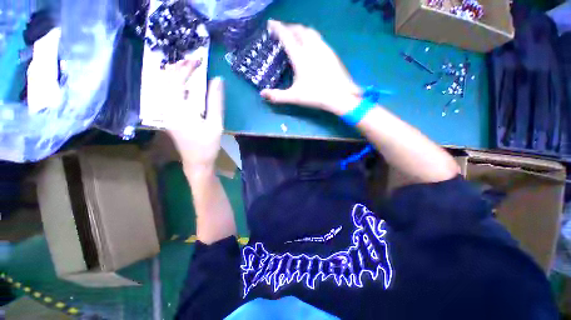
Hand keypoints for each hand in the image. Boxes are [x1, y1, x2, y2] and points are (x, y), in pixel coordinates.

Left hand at [164, 60, 224, 175]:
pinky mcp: (167, 117)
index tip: (199, 60)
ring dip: (173, 75)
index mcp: (181, 111)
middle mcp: (168, 109)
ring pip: (164, 87)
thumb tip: (217, 80)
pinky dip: (172, 85)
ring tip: (184, 67)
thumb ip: (216, 101)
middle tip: (191, 61)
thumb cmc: (208, 145)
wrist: (196, 162)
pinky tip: (180, 83)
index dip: (189, 69)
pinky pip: (166, 95)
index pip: (181, 82)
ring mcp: (165, 113)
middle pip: (168, 82)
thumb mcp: (216, 124)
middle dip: (179, 68)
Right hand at [260, 20, 360, 114]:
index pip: (287, 36)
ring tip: (296, 36)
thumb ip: (277, 96)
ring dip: (301, 30)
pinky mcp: (332, 52)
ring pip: (310, 31)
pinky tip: (311, 46)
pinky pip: (319, 38)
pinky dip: (311, 37)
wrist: (340, 96)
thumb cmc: (316, 95)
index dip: (278, 28)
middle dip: (289, 28)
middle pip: (299, 30)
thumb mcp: (294, 97)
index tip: (271, 24)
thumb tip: (262, 94)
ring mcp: (324, 48)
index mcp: (300, 56)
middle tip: (283, 32)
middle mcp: (312, 47)